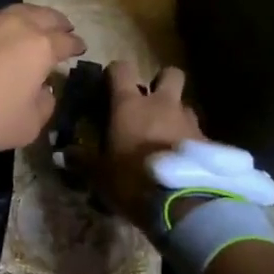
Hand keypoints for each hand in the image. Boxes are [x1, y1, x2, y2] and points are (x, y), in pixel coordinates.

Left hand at [0, 4, 85, 153]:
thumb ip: (45, 104)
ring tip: (34, 27)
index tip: (80, 47)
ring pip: (16, 11)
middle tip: (63, 29)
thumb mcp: (27, 125)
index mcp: (39, 46)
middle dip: (57, 23)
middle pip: (45, 15)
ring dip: (30, 18)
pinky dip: (1, 25)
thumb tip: (44, 90)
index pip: (66, 41)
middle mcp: (16, 24)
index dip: (76, 45)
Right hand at [74, 61, 204, 224]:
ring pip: (185, 105)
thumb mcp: (100, 174)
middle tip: (152, 101)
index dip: (116, 72)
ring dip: (177, 116)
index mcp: (130, 104)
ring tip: (168, 138)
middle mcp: (162, 104)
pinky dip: (191, 142)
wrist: (184, 203)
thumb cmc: (133, 179)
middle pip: (169, 74)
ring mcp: (189, 121)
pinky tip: (185, 162)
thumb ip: (83, 160)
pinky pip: (198, 134)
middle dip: (162, 82)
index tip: (110, 82)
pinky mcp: (209, 143)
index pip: (122, 69)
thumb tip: (63, 154)